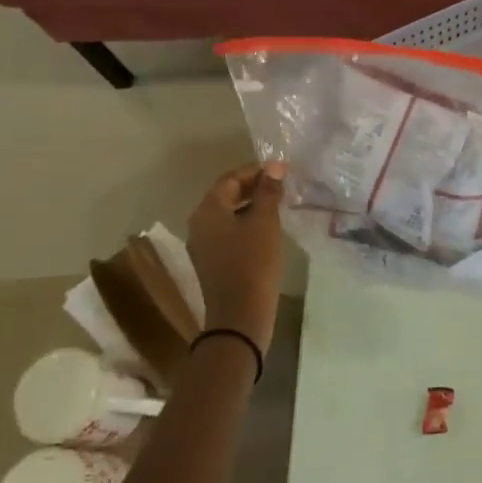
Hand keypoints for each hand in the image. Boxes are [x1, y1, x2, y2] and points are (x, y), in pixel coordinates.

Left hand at [185, 161, 286, 354]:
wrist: (240, 316)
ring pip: (228, 214)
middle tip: (282, 185)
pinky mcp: (212, 262)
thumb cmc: (253, 263)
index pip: (230, 179)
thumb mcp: (265, 223)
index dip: (255, 171)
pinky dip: (246, 224)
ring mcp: (204, 245)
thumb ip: (269, 192)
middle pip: (226, 195)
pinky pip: (229, 232)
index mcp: (208, 210)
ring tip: (278, 204)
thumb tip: (275, 166)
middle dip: (253, 187)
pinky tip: (267, 229)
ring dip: (251, 206)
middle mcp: (199, 224)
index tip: (281, 170)